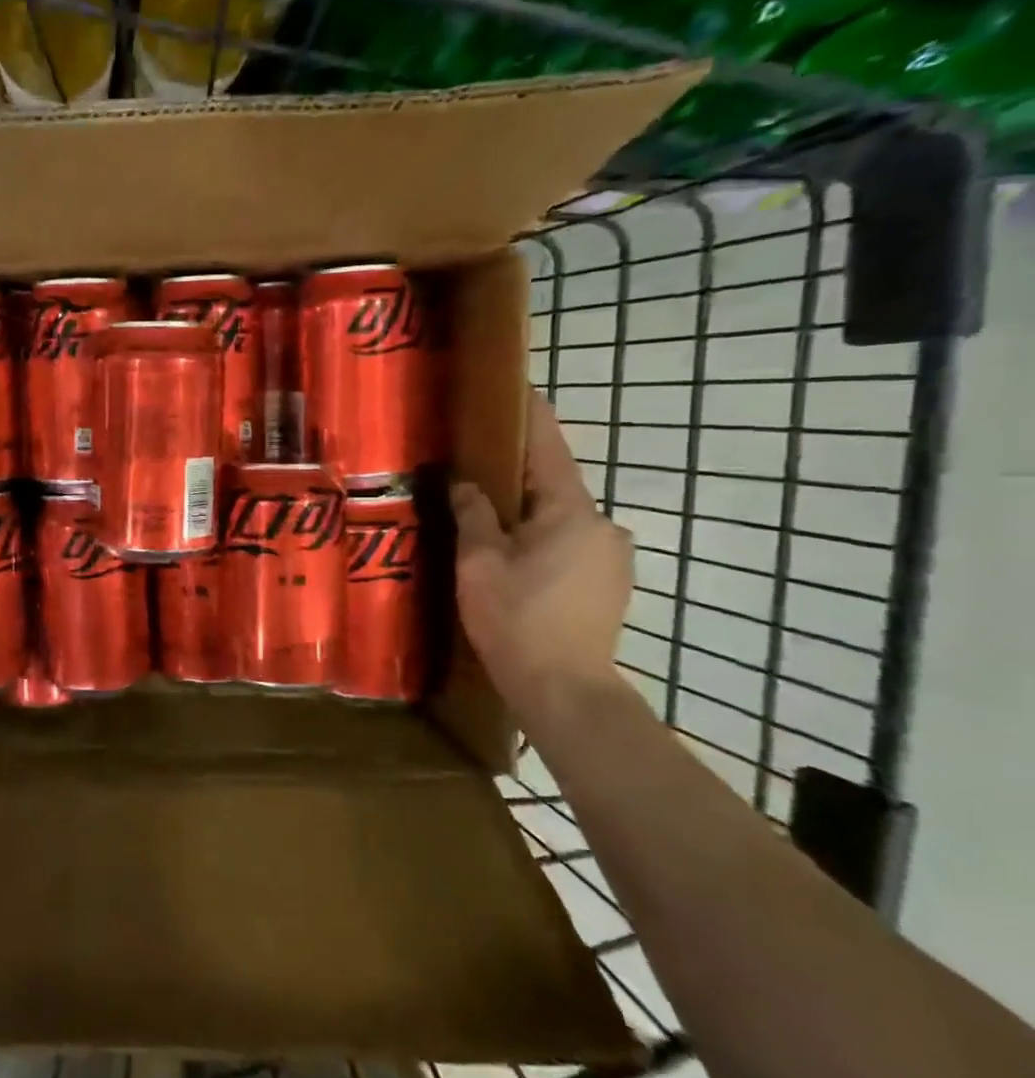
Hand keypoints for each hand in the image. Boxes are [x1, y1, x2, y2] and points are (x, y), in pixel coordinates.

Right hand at [449, 392, 632, 712]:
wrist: (563, 689)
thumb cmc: (516, 618)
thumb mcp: (480, 562)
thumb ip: (473, 514)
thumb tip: (465, 483)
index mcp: (572, 511)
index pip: (548, 448)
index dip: (530, 416)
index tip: (515, 388)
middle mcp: (603, 525)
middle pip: (554, 485)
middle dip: (517, 474)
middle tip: (475, 467)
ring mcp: (611, 557)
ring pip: (561, 519)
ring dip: (528, 513)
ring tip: (487, 520)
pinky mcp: (609, 584)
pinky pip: (569, 545)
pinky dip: (541, 540)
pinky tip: (513, 560)